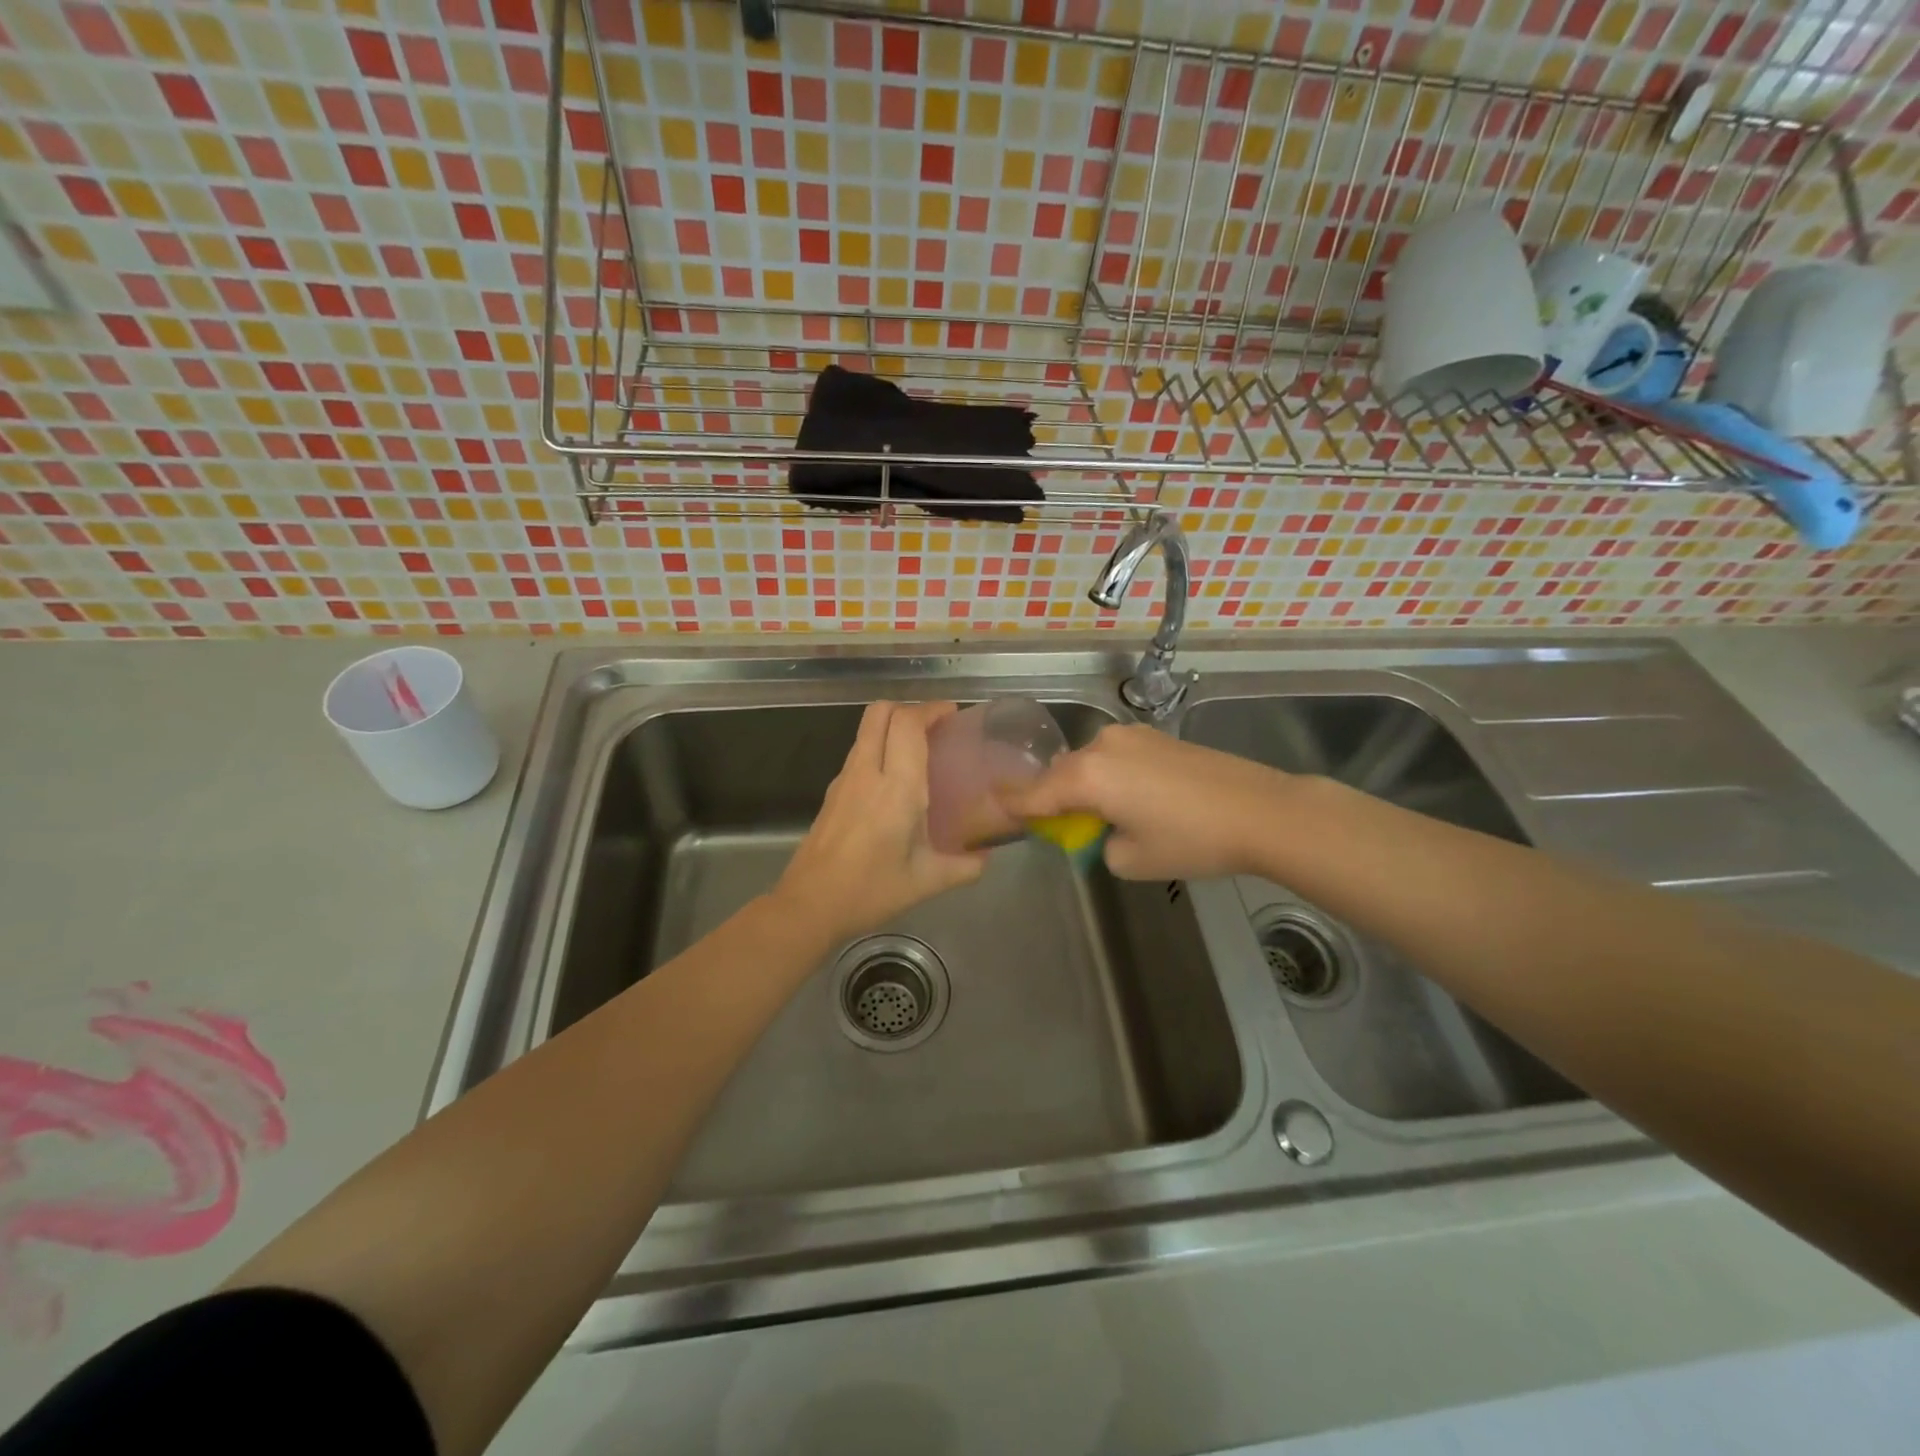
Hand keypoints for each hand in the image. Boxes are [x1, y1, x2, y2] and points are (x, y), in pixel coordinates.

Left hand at [772, 701, 988, 946]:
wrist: (810, 905)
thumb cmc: (871, 890)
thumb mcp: (927, 881)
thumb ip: (965, 867)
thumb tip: (987, 857)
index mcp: (897, 788)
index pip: (908, 724)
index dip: (931, 709)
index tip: (953, 714)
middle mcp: (868, 772)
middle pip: (880, 712)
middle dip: (909, 708)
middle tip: (935, 726)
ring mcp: (845, 779)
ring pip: (865, 729)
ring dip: (892, 725)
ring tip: (918, 748)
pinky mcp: (832, 792)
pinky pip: (858, 752)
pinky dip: (878, 747)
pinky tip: (894, 778)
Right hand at [1002, 723, 1290, 879]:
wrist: (1263, 811)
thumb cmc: (1191, 840)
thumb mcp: (1131, 859)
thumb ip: (1098, 844)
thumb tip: (1101, 830)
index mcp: (1087, 776)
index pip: (1033, 792)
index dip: (1010, 803)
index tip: (988, 805)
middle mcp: (1101, 745)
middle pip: (1059, 773)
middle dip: (1053, 798)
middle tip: (1059, 827)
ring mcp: (1132, 735)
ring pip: (1088, 763)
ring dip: (1084, 786)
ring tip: (1103, 816)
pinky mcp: (1157, 736)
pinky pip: (1115, 757)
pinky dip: (1109, 776)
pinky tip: (1132, 798)